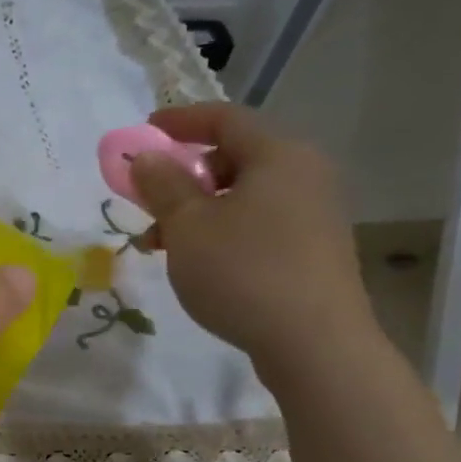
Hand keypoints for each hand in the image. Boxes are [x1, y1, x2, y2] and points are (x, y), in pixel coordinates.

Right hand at [130, 104, 375, 376]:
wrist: (314, 342)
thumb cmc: (243, 272)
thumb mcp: (188, 227)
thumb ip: (162, 186)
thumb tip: (145, 157)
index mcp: (278, 155)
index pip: (224, 119)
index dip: (180, 121)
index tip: (145, 131)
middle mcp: (305, 173)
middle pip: (235, 157)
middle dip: (186, 176)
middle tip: (151, 203)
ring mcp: (315, 212)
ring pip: (245, 195)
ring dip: (200, 210)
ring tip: (166, 245)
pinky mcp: (315, 248)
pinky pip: (261, 222)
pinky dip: (225, 230)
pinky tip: (203, 264)